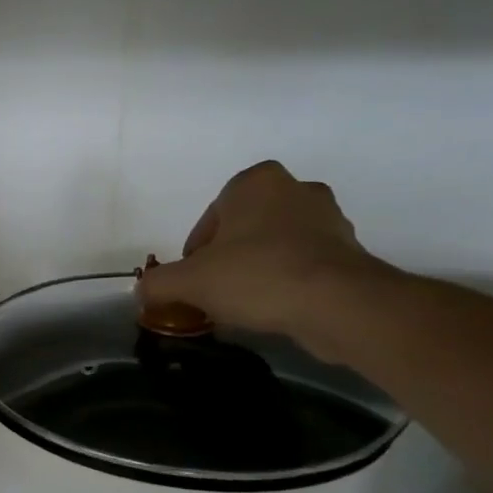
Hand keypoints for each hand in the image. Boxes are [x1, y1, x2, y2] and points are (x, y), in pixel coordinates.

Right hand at [135, 161, 387, 346]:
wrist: (337, 304)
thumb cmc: (256, 275)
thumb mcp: (189, 282)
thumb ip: (158, 283)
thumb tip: (141, 291)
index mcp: (255, 182)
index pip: (211, 217)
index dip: (196, 252)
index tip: (194, 281)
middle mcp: (295, 189)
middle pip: (244, 229)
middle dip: (228, 258)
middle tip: (216, 291)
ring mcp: (329, 219)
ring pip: (275, 245)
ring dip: (258, 270)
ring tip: (244, 305)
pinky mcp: (350, 251)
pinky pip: (304, 264)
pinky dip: (287, 283)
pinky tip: (275, 309)